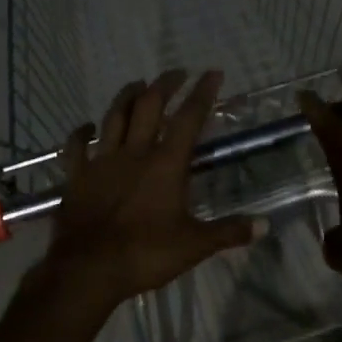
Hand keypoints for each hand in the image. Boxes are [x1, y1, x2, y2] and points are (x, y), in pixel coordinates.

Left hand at [44, 70, 260, 306]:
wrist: (88, 269)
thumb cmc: (145, 254)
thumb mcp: (194, 246)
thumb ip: (229, 232)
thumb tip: (265, 226)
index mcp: (166, 165)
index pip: (188, 119)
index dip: (202, 94)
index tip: (212, 73)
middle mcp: (134, 154)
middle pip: (148, 107)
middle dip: (164, 85)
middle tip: (176, 72)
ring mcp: (101, 163)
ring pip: (113, 118)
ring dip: (126, 97)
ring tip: (137, 84)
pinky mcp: (77, 177)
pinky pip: (76, 148)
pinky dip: (80, 133)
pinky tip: (85, 126)